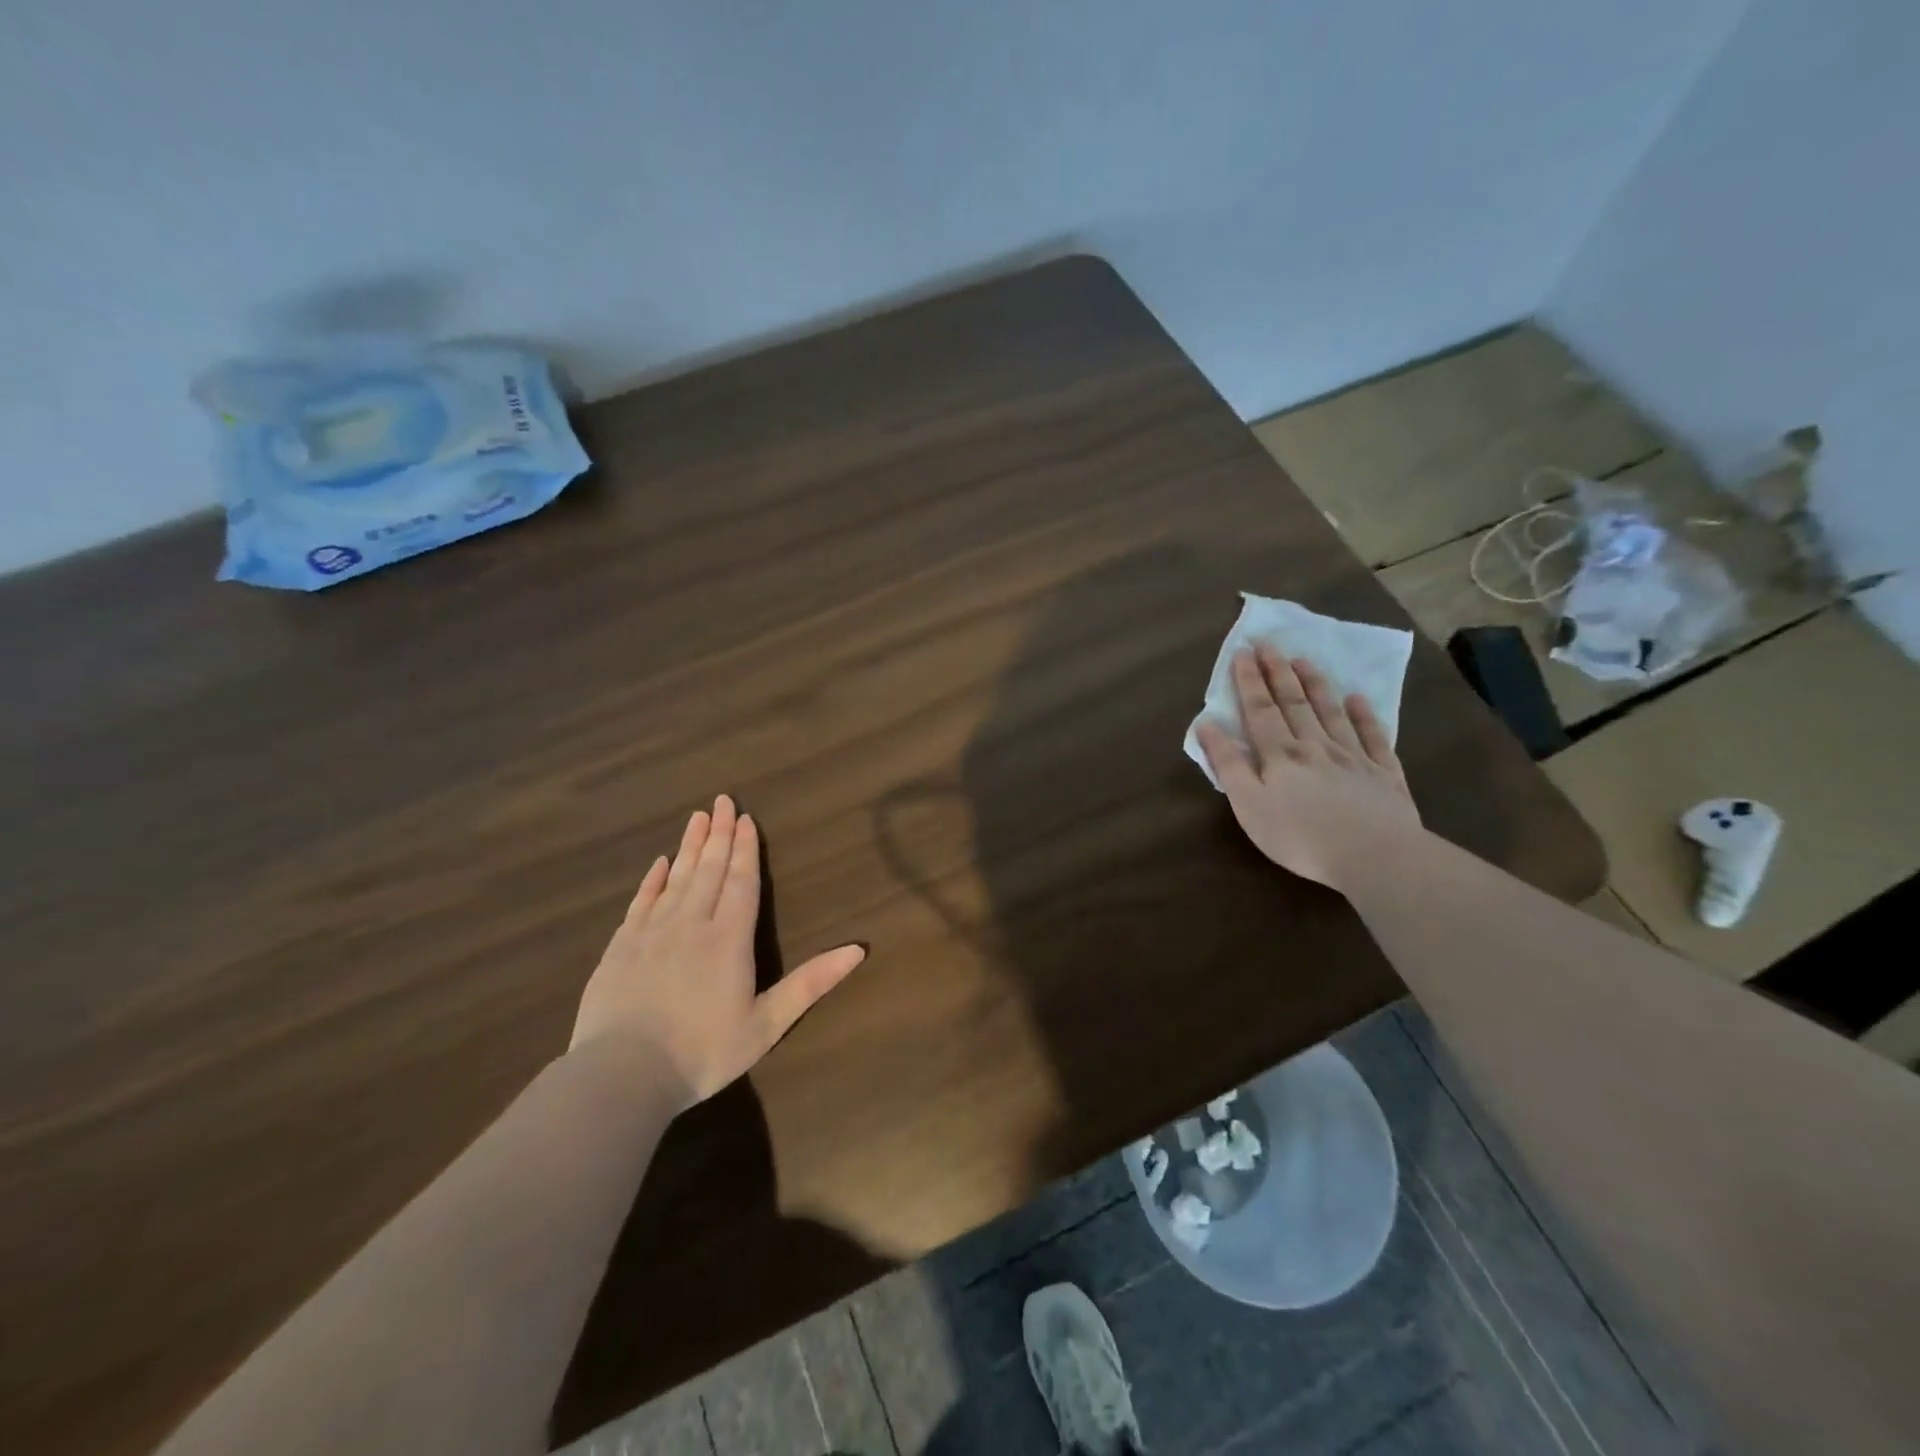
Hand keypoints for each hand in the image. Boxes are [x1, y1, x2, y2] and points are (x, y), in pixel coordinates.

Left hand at [569, 795, 866, 1108]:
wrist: (622, 1076)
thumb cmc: (703, 1052)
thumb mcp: (767, 1024)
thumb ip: (811, 983)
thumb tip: (858, 950)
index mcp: (729, 939)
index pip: (741, 882)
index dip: (746, 849)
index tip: (745, 818)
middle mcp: (691, 924)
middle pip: (709, 870)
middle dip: (719, 835)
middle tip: (722, 801)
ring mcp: (652, 932)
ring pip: (676, 878)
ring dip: (689, 847)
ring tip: (697, 818)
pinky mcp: (621, 947)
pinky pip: (641, 902)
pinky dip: (652, 880)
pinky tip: (659, 863)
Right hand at [1196, 648, 1421, 891]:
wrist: (1374, 856)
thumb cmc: (1300, 836)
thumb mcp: (1249, 805)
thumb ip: (1228, 764)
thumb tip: (1207, 725)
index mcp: (1280, 755)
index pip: (1260, 710)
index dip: (1249, 681)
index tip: (1242, 652)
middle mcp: (1315, 746)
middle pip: (1294, 703)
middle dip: (1278, 672)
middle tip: (1270, 644)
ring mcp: (1353, 757)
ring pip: (1331, 713)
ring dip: (1316, 685)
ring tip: (1305, 660)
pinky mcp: (1384, 774)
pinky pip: (1373, 737)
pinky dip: (1365, 716)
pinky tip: (1358, 700)